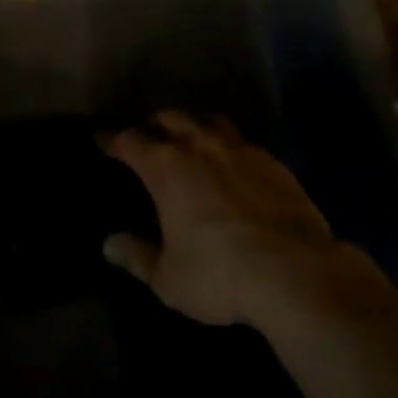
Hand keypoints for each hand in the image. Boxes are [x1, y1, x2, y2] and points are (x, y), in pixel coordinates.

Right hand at [102, 111, 336, 327]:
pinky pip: (242, 141)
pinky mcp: (271, 161)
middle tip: (150, 135)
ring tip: (191, 137)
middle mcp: (198, 145)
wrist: (294, 271)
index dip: (113, 140)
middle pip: (170, 118)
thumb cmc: (219, 274)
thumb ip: (137, 257)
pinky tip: (234, 161)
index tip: (103, 140)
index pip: (130, 141)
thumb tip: (108, 244)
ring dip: (194, 124)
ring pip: (209, 120)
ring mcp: (238, 148)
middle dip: (156, 124)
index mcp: (165, 167)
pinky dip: (230, 145)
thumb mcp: (169, 279)